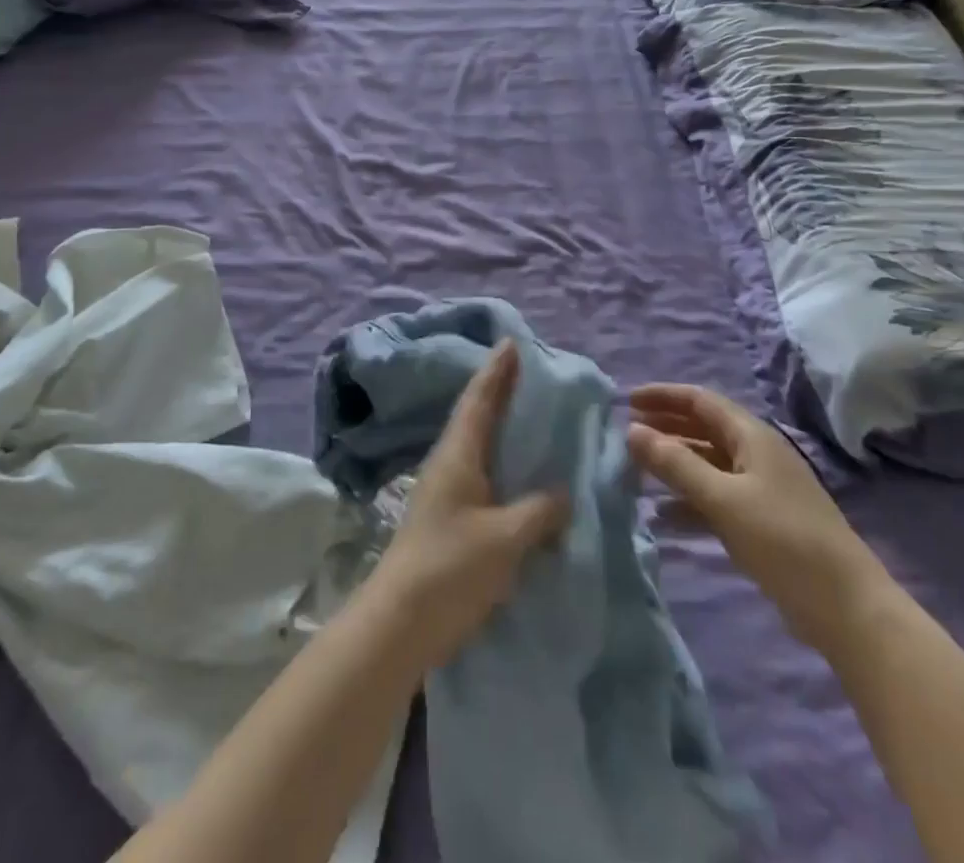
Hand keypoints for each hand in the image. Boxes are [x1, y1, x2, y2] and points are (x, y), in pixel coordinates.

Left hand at [368, 340, 568, 668]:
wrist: (400, 622)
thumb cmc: (451, 568)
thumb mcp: (505, 538)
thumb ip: (539, 511)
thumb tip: (562, 493)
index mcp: (458, 453)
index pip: (480, 399)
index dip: (497, 371)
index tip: (511, 342)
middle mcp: (449, 463)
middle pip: (477, 415)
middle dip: (500, 390)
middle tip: (528, 371)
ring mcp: (446, 491)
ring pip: (478, 444)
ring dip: (501, 425)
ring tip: (530, 415)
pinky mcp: (449, 518)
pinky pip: (482, 474)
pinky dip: (502, 461)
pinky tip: (520, 473)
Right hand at [629, 384, 892, 653]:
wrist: (847, 610)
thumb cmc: (783, 541)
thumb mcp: (723, 499)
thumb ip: (675, 464)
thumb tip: (631, 430)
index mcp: (752, 436)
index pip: (700, 400)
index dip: (663, 396)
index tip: (626, 401)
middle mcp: (756, 454)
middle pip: (703, 429)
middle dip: (665, 428)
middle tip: (626, 435)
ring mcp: (761, 489)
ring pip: (708, 464)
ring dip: (674, 465)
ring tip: (636, 473)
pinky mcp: (762, 522)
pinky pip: (716, 498)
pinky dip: (689, 500)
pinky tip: (663, 517)